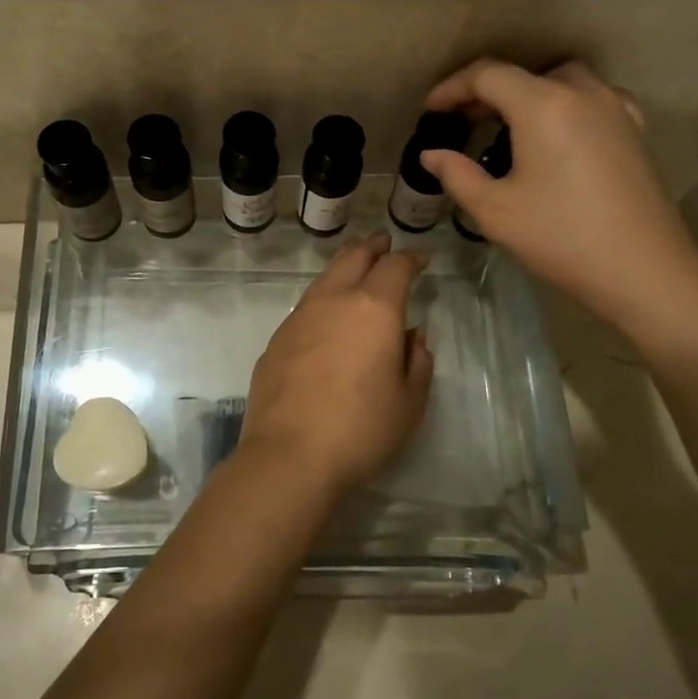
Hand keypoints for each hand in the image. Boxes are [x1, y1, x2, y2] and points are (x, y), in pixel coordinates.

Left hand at [241, 233, 433, 493]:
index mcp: (374, 308)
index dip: (411, 258)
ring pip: (325, 277)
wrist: (290, 455)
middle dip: (372, 247)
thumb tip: (411, 336)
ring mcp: (299, 317)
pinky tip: (326, 314)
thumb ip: (417, 361)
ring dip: (344, 266)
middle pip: (354, 257)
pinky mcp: (277, 339)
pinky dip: (323, 297)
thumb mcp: (409, 402)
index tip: (420, 260)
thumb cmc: (361, 430)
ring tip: (355, 267)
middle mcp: (334, 301)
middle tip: (383, 243)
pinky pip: (306, 305)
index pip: (395, 266)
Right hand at [421, 59, 697, 337]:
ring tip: (505, 126)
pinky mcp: (634, 132)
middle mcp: (582, 94)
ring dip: (527, 94)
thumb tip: (432, 156)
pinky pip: (591, 99)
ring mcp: (615, 110)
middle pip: (525, 74)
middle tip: (461, 122)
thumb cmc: (560, 238)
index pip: (488, 75)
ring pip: (562, 81)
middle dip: (487, 91)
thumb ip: (457, 175)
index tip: (430, 111)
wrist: (644, 271)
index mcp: (543, 106)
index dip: (452, 88)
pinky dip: (563, 105)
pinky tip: (556, 136)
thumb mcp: (495, 211)